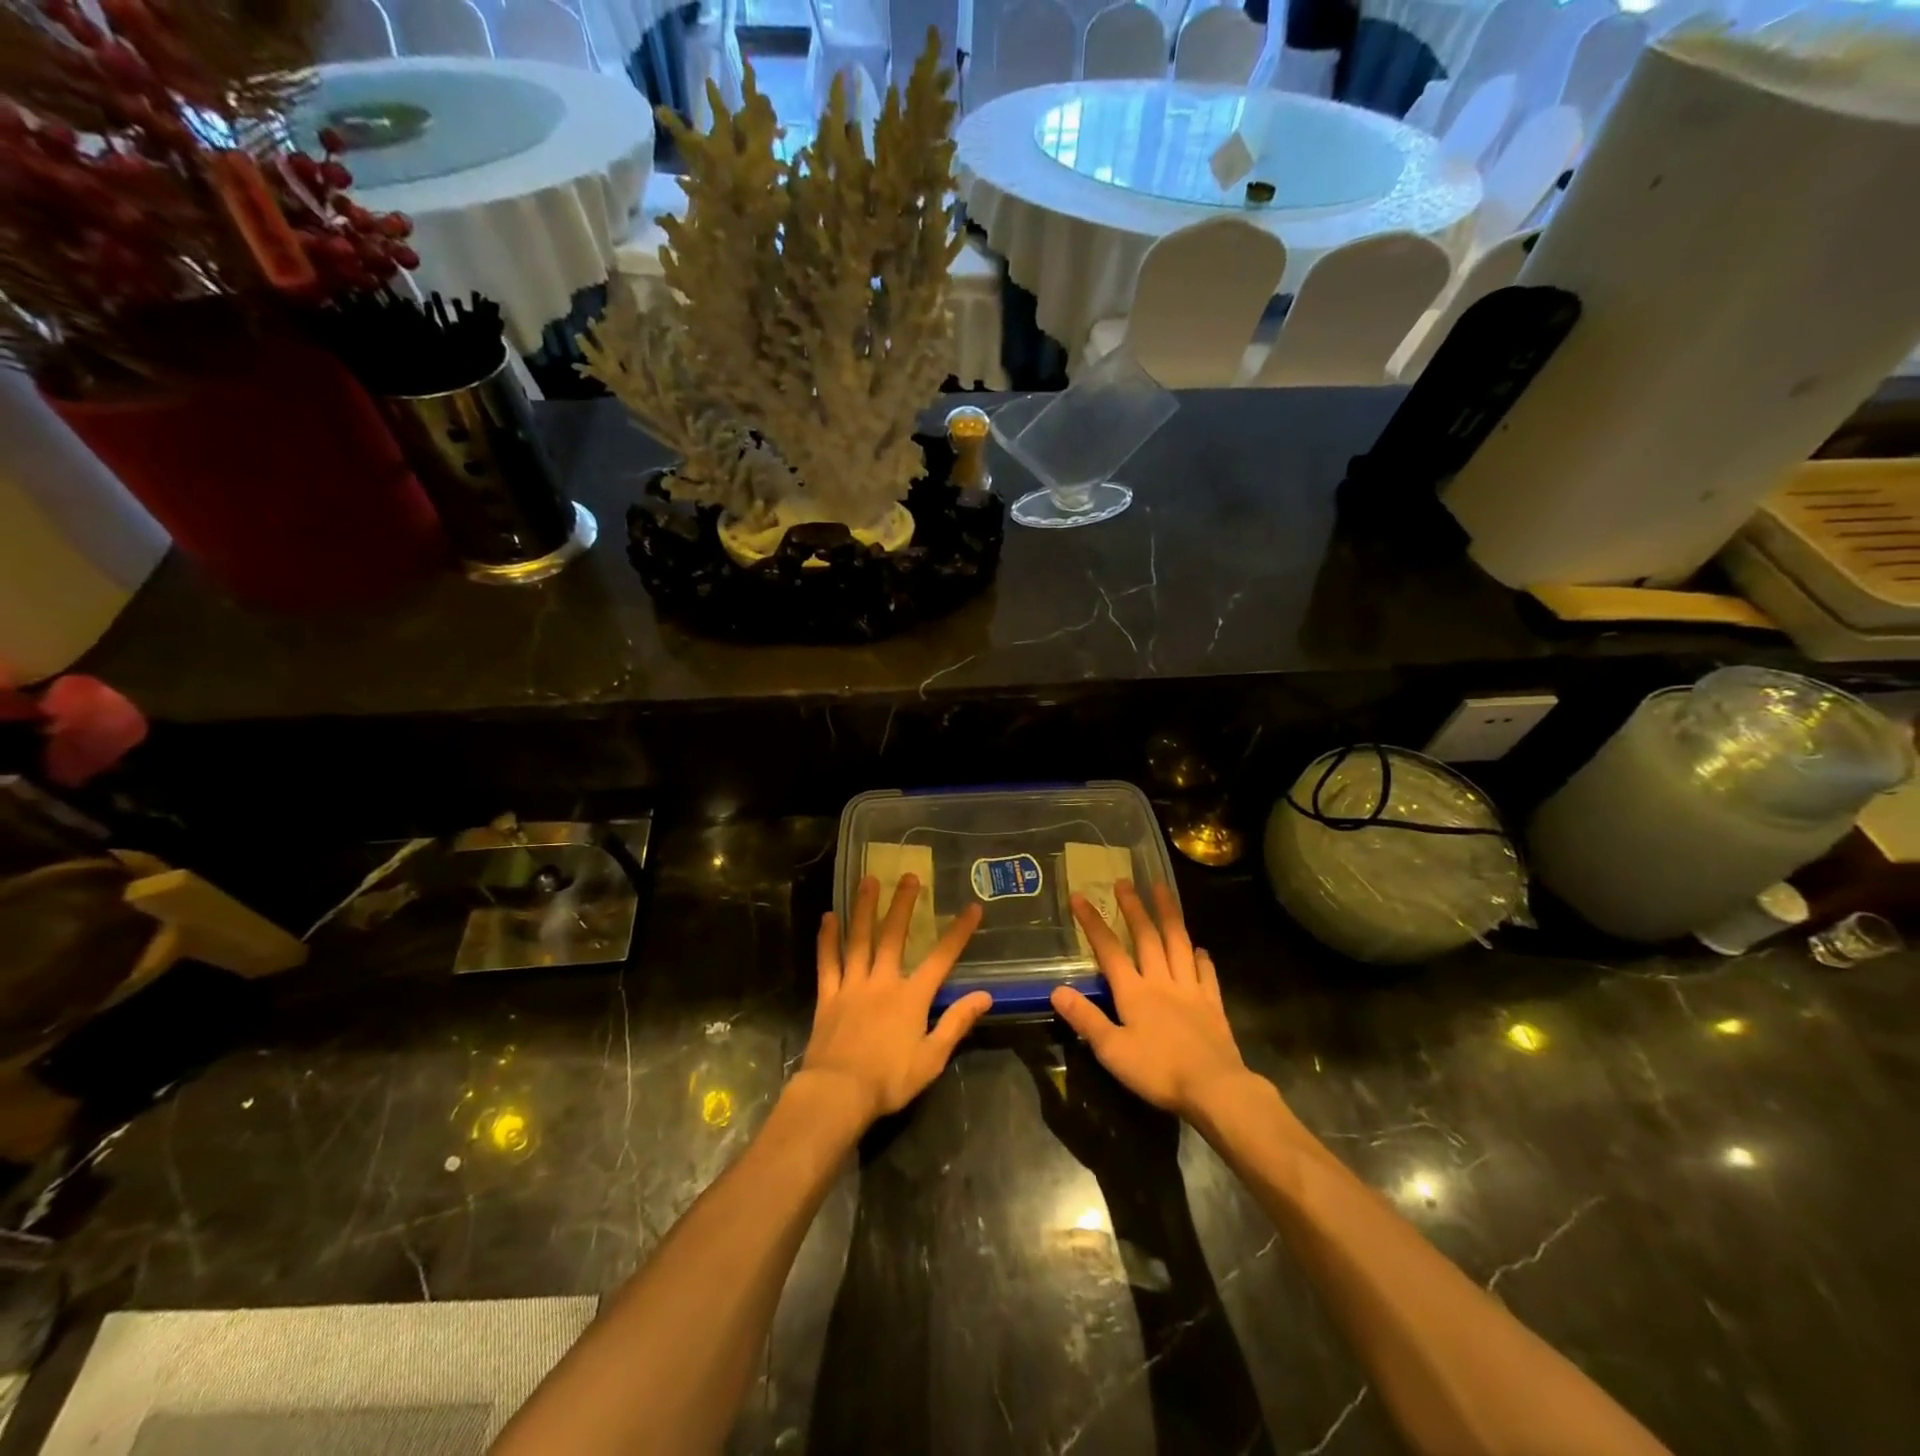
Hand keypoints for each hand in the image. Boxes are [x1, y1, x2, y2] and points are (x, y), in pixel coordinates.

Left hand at [802, 874, 991, 1125]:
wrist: (837, 1094)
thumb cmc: (889, 1080)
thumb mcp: (932, 1058)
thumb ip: (957, 1023)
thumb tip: (985, 995)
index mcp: (911, 997)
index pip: (941, 958)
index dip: (958, 932)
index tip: (972, 907)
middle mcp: (882, 981)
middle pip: (894, 936)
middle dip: (903, 904)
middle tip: (909, 876)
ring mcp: (852, 985)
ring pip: (859, 939)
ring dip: (864, 908)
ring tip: (868, 880)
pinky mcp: (828, 996)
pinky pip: (828, 962)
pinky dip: (828, 939)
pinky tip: (828, 917)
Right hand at [1052, 881, 1252, 1121]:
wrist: (1215, 1088)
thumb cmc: (1158, 1071)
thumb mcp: (1112, 1050)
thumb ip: (1086, 1018)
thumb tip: (1057, 989)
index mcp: (1134, 992)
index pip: (1109, 949)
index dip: (1092, 922)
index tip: (1079, 896)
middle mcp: (1161, 981)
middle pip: (1146, 937)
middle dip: (1133, 907)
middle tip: (1124, 881)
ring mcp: (1190, 990)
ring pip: (1178, 944)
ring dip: (1169, 915)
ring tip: (1162, 889)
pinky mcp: (1212, 1005)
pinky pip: (1206, 974)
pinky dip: (1201, 958)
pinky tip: (1201, 950)